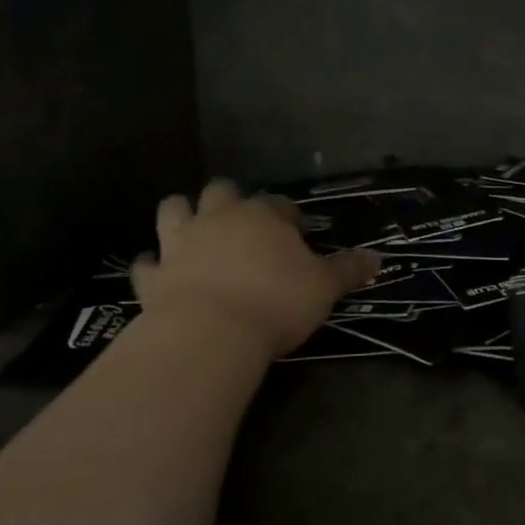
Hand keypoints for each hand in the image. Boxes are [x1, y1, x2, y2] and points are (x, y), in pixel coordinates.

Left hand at [130, 179, 381, 358]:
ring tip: (191, 229)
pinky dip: (151, 266)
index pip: (278, 204)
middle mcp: (218, 219)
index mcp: (261, 216)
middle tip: (242, 223)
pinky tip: (157, 272)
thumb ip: (348, 270)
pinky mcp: (153, 276)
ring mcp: (180, 244)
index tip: (297, 231)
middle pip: (220, 192)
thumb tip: (378, 258)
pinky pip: (145, 264)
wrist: (210, 332)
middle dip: (229, 200)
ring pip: (173, 211)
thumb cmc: (276, 302)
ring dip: (181, 215)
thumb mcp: (324, 287)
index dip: (288, 216)